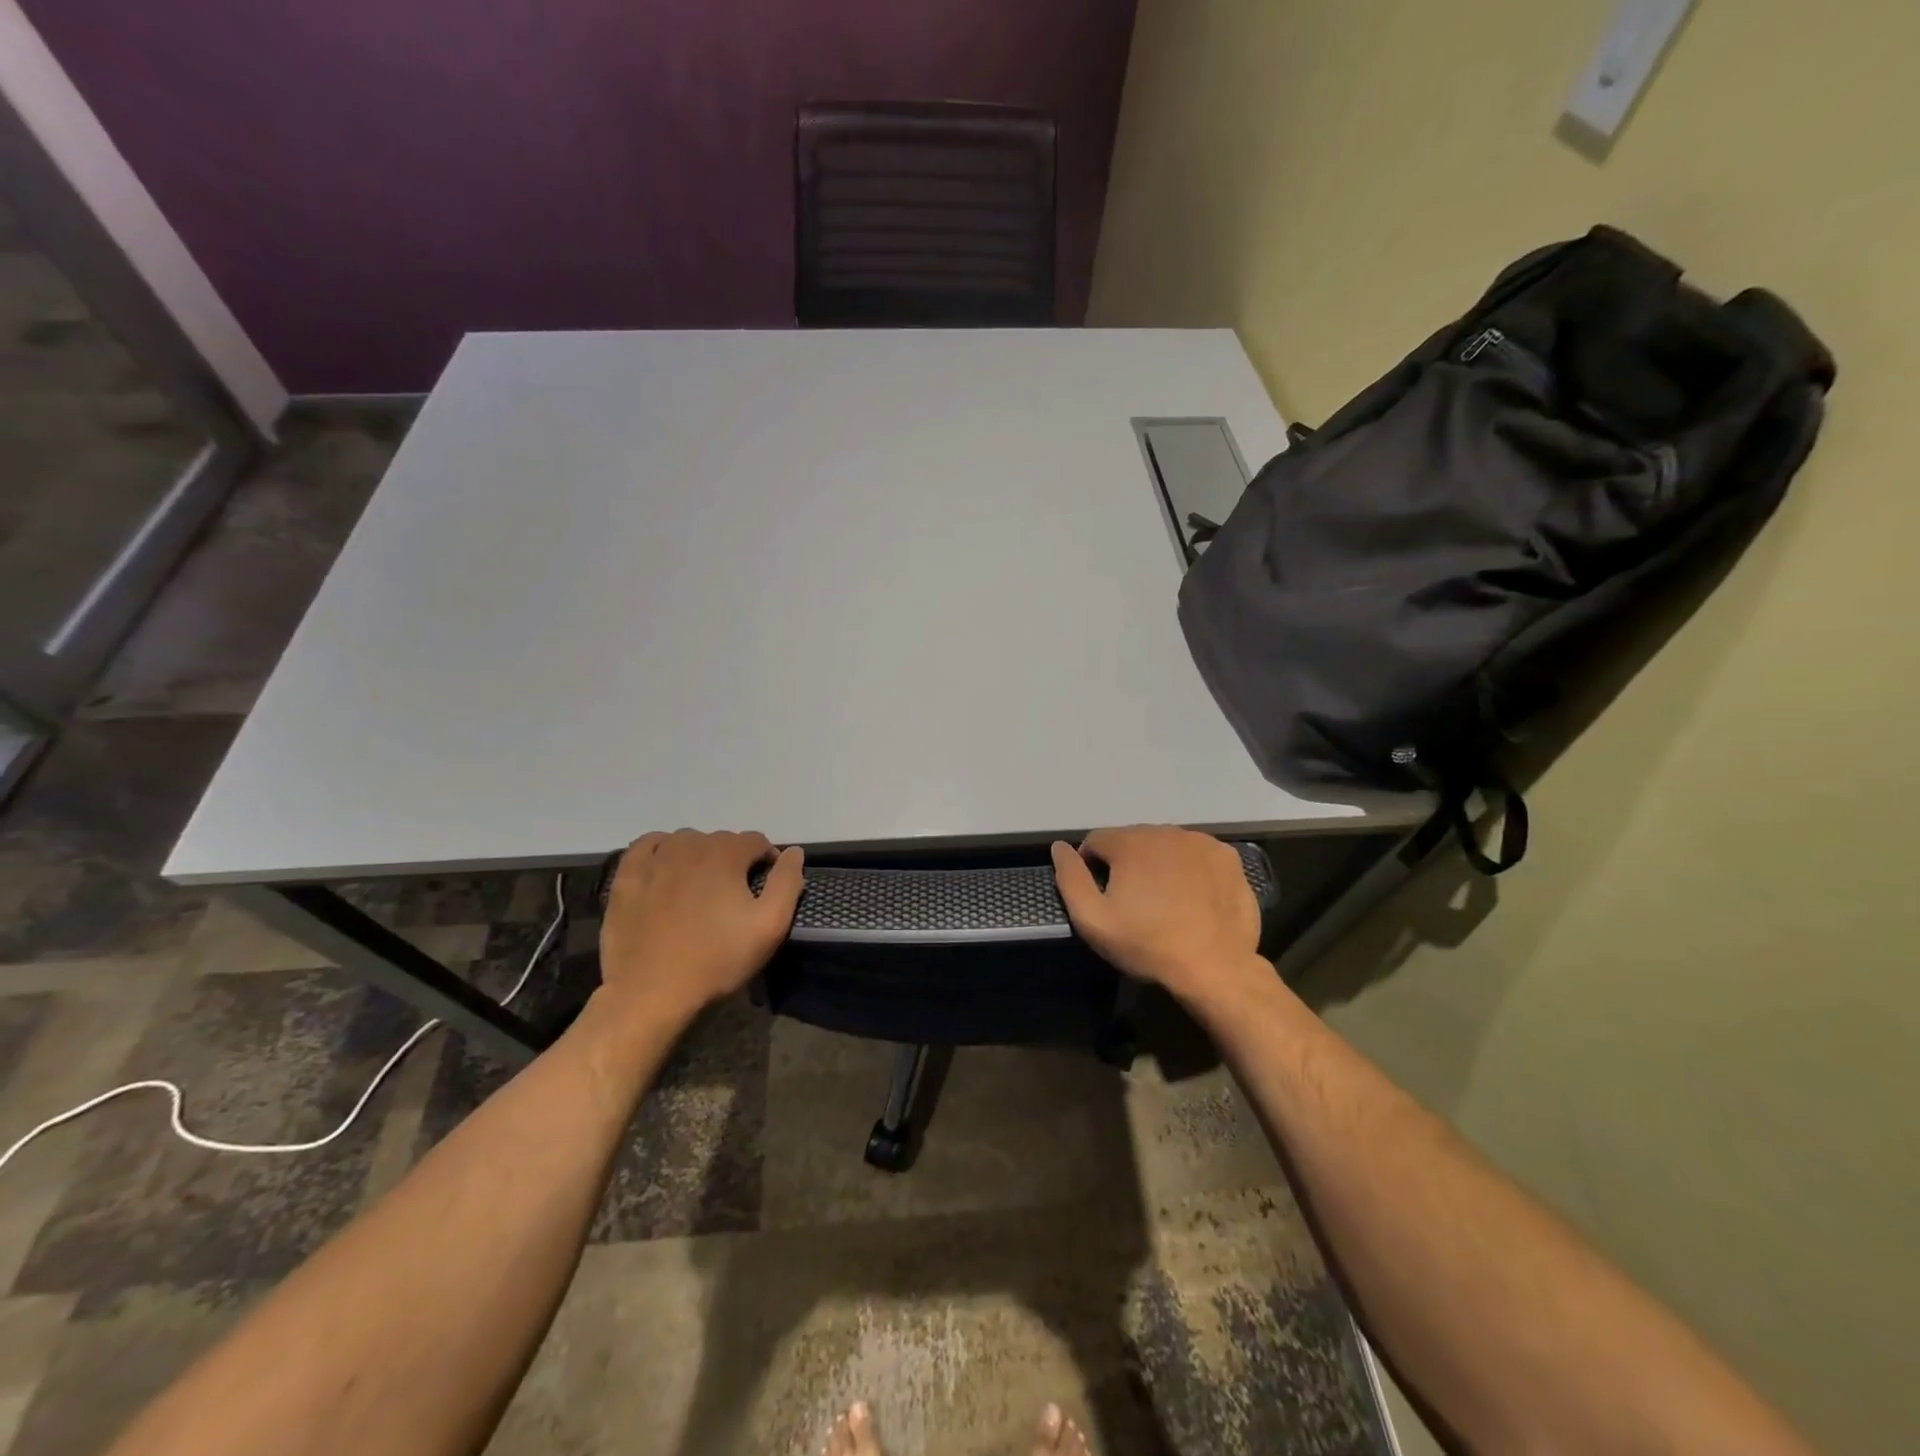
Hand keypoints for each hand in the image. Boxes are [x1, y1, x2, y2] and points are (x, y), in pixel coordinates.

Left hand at [598, 830, 804, 1019]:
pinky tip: (666, 870)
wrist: (651, 992)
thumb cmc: (717, 959)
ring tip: (701, 889)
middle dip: (734, 860)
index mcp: (726, 853)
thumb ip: (787, 882)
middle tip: (733, 896)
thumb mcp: (769, 926)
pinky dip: (662, 850)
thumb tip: (794, 852)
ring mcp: (654, 859)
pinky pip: (647, 846)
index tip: (765, 888)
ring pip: (687, 842)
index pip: (756, 841)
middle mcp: (690, 845)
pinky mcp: (627, 876)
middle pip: (722, 840)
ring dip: (700, 856)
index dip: (767, 862)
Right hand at [1051, 826, 1262, 1000]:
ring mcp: (1201, 842)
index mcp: (1130, 842)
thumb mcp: (1093, 920)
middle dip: (1127, 864)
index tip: (1103, 896)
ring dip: (1158, 863)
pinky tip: (1193, 896)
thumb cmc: (1148, 945)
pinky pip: (1197, 854)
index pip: (1096, 841)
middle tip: (1134, 902)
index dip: (1092, 867)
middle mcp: (1165, 831)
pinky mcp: (1227, 857)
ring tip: (1165, 900)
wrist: (1216, 968)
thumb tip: (1059, 847)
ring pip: (1165, 845)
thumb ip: (1070, 878)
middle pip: (1132, 840)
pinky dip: (1190, 868)